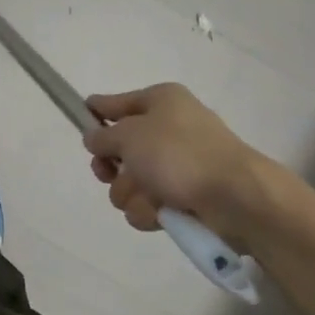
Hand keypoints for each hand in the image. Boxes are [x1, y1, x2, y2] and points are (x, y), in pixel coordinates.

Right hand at [82, 84, 280, 246]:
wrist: (236, 197)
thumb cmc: (179, 153)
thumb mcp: (129, 135)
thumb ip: (103, 136)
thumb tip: (94, 137)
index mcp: (161, 101)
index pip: (117, 102)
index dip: (96, 111)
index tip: (79, 117)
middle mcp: (169, 129)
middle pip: (121, 148)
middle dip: (111, 167)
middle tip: (107, 173)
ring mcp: (178, 165)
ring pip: (131, 181)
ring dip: (130, 192)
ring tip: (147, 196)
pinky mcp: (185, 198)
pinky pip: (149, 204)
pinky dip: (149, 210)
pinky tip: (160, 212)